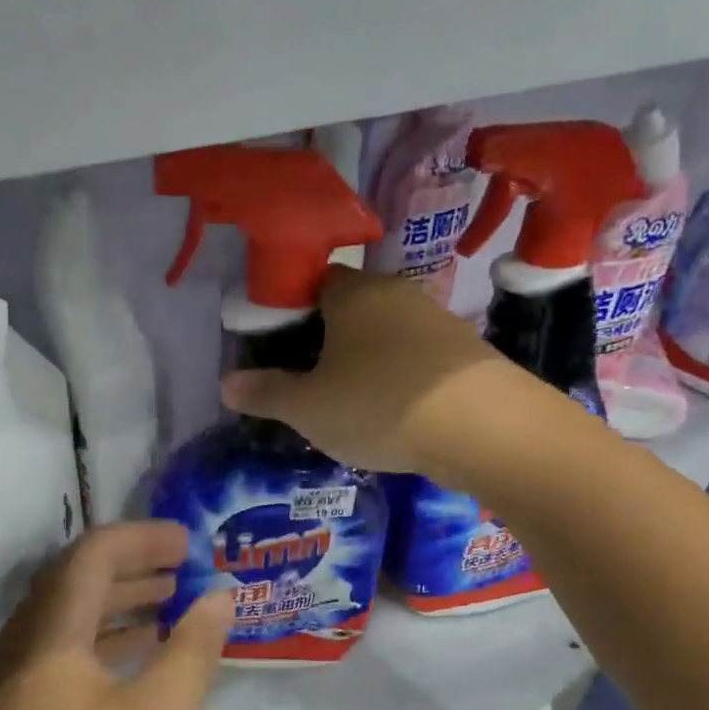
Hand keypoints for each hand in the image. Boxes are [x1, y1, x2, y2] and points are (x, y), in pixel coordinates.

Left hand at [0, 522, 234, 709]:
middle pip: (76, 580)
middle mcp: (24, 646)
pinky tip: (138, 662)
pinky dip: (106, 642)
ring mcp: (15, 684)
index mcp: (50, 634)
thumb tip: (219, 598)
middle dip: (134, 565)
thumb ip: (192, 653)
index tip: (191, 543)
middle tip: (185, 569)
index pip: (93, 555)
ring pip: (70, 619)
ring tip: (171, 605)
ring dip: (119, 603)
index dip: (143, 538)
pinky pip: (65, 654)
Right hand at [220, 270, 509, 473]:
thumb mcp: (308, 407)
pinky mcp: (466, 353)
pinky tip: (395, 412)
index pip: (313, 283)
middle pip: (350, 308)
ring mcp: (437, 320)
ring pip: (386, 335)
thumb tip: (227, 384)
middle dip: (328, 340)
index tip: (280, 348)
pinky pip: (417, 358)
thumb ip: (266, 393)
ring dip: (366, 361)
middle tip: (310, 382)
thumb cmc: (378, 404)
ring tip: (351, 404)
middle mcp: (396, 294)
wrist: (482, 426)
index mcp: (352, 294)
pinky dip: (400, 378)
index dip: (291, 312)